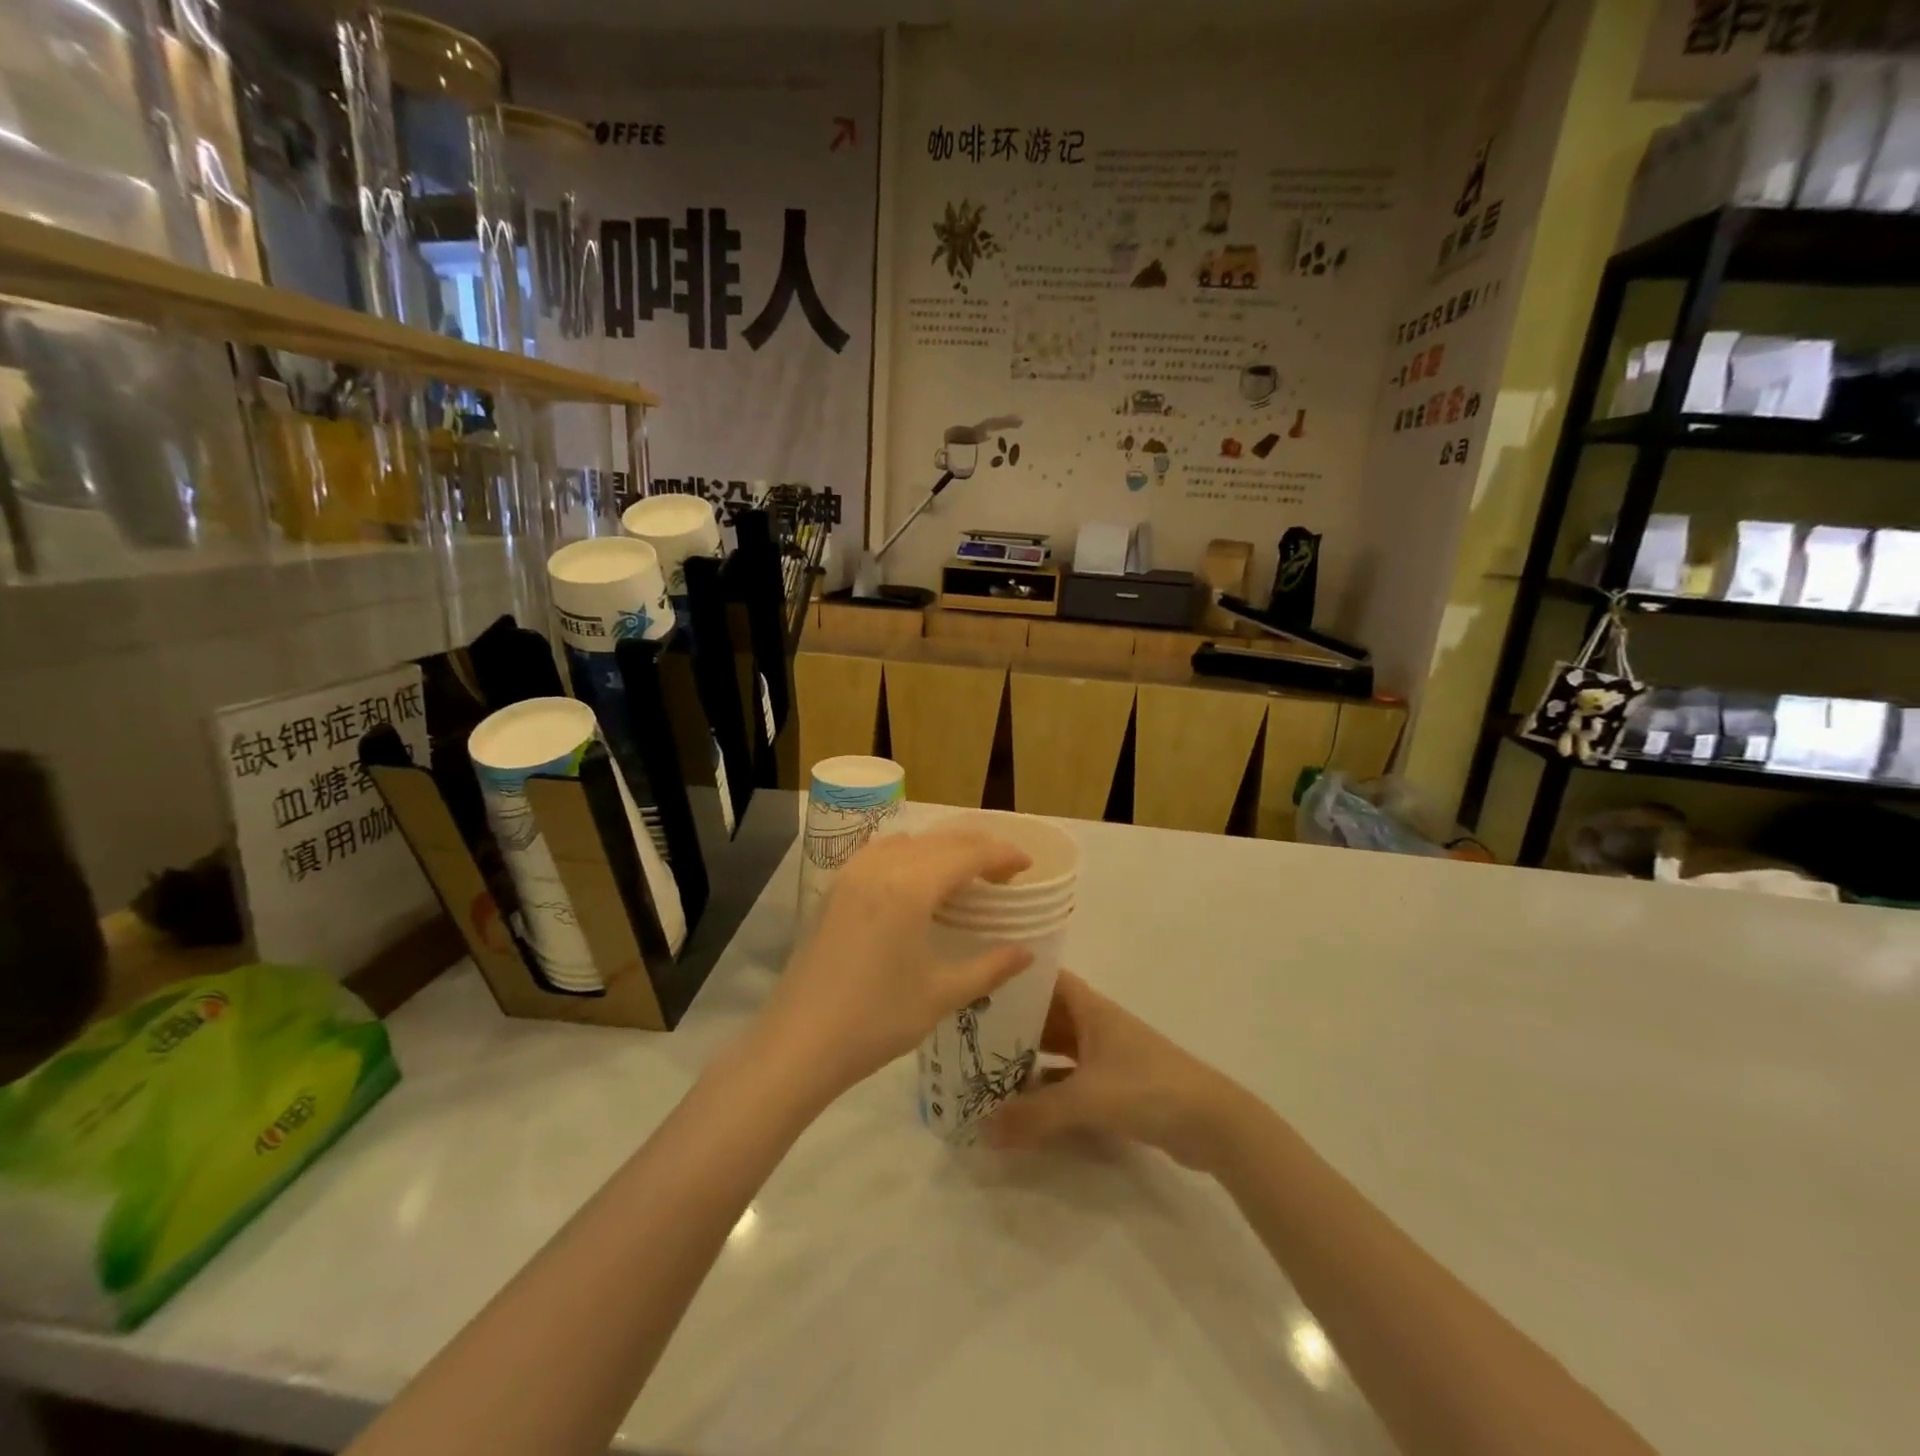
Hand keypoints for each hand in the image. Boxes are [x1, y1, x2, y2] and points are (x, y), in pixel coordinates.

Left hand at [756, 829, 1033, 1102]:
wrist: (799, 1044)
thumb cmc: (876, 1020)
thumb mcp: (941, 995)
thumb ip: (990, 967)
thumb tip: (1026, 952)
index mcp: (910, 887)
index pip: (968, 854)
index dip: (1002, 855)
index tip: (1027, 867)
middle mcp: (881, 867)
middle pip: (940, 840)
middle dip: (977, 849)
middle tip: (1004, 875)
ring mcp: (852, 874)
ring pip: (909, 842)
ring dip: (942, 849)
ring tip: (964, 876)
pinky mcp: (835, 889)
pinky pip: (881, 853)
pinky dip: (910, 855)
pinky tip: (916, 883)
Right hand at [988, 972, 1249, 1171]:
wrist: (1213, 1124)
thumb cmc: (1148, 1088)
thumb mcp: (1087, 1099)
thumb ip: (1034, 1116)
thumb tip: (981, 1130)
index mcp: (1090, 1009)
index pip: (1047, 979)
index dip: (1017, 978)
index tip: (979, 982)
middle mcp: (1095, 1025)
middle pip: (1047, 1015)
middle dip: (1013, 1023)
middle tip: (969, 1033)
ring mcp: (1106, 1056)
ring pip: (1057, 1049)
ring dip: (1028, 1058)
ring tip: (984, 1069)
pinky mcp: (1114, 1086)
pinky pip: (1069, 1079)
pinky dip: (1047, 1088)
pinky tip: (1022, 1106)